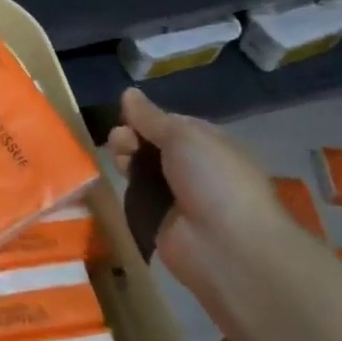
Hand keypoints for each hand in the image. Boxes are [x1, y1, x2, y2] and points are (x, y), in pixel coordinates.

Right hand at [107, 87, 282, 283]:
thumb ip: (151, 117)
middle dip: (131, 137)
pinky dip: (123, 187)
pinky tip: (113, 180)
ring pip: (139, 168)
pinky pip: (135, 196)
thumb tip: (128, 93)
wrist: (228, 248)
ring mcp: (175, 196)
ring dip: (125, 158)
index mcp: (208, 144)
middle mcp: (192, 168)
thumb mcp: (184, 136)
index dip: (145, 118)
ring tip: (118, 160)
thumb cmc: (214, 180)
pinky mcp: (157, 221)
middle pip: (150, 144)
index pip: (168, 123)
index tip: (126, 117)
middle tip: (121, 142)